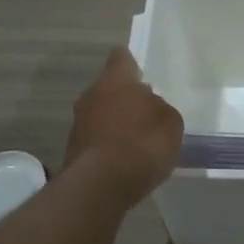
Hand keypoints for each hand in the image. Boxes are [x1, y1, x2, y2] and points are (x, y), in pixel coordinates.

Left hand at [64, 47, 184, 204]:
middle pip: (109, 87)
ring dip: (115, 122)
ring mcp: (78, 123)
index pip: (121, 57)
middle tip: (146, 111)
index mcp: (115, 80)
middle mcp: (91, 94)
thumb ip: (160, 108)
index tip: (141, 72)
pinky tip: (125, 160)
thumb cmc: (142, 143)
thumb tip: (149, 106)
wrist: (101, 185)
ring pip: (101, 114)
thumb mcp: (170, 122)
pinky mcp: (73, 149)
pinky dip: (108, 145)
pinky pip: (96, 138)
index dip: (131, 63)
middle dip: (125, 97)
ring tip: (138, 140)